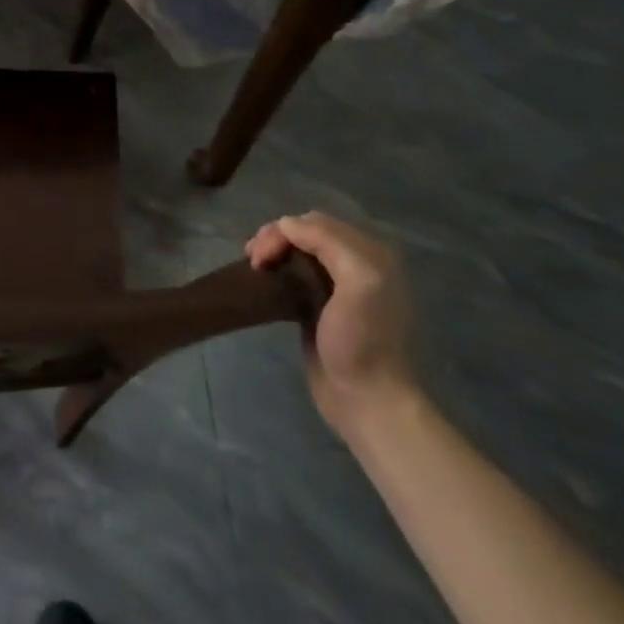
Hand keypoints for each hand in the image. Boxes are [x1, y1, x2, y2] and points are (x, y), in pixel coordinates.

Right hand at [247, 211, 418, 436]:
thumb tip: (285, 224)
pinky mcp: (322, 305)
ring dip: (273, 250)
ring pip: (297, 250)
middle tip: (252, 259)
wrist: (367, 401)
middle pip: (306, 232)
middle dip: (275, 237)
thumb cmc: (361, 342)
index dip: (285, 230)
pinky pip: (295, 272)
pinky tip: (264, 278)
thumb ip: (327, 243)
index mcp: (371, 254)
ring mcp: (340, 285)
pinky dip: (277, 267)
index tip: (261, 254)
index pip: (316, 222)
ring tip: (254, 266)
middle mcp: (358, 263)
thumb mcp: (358, 283)